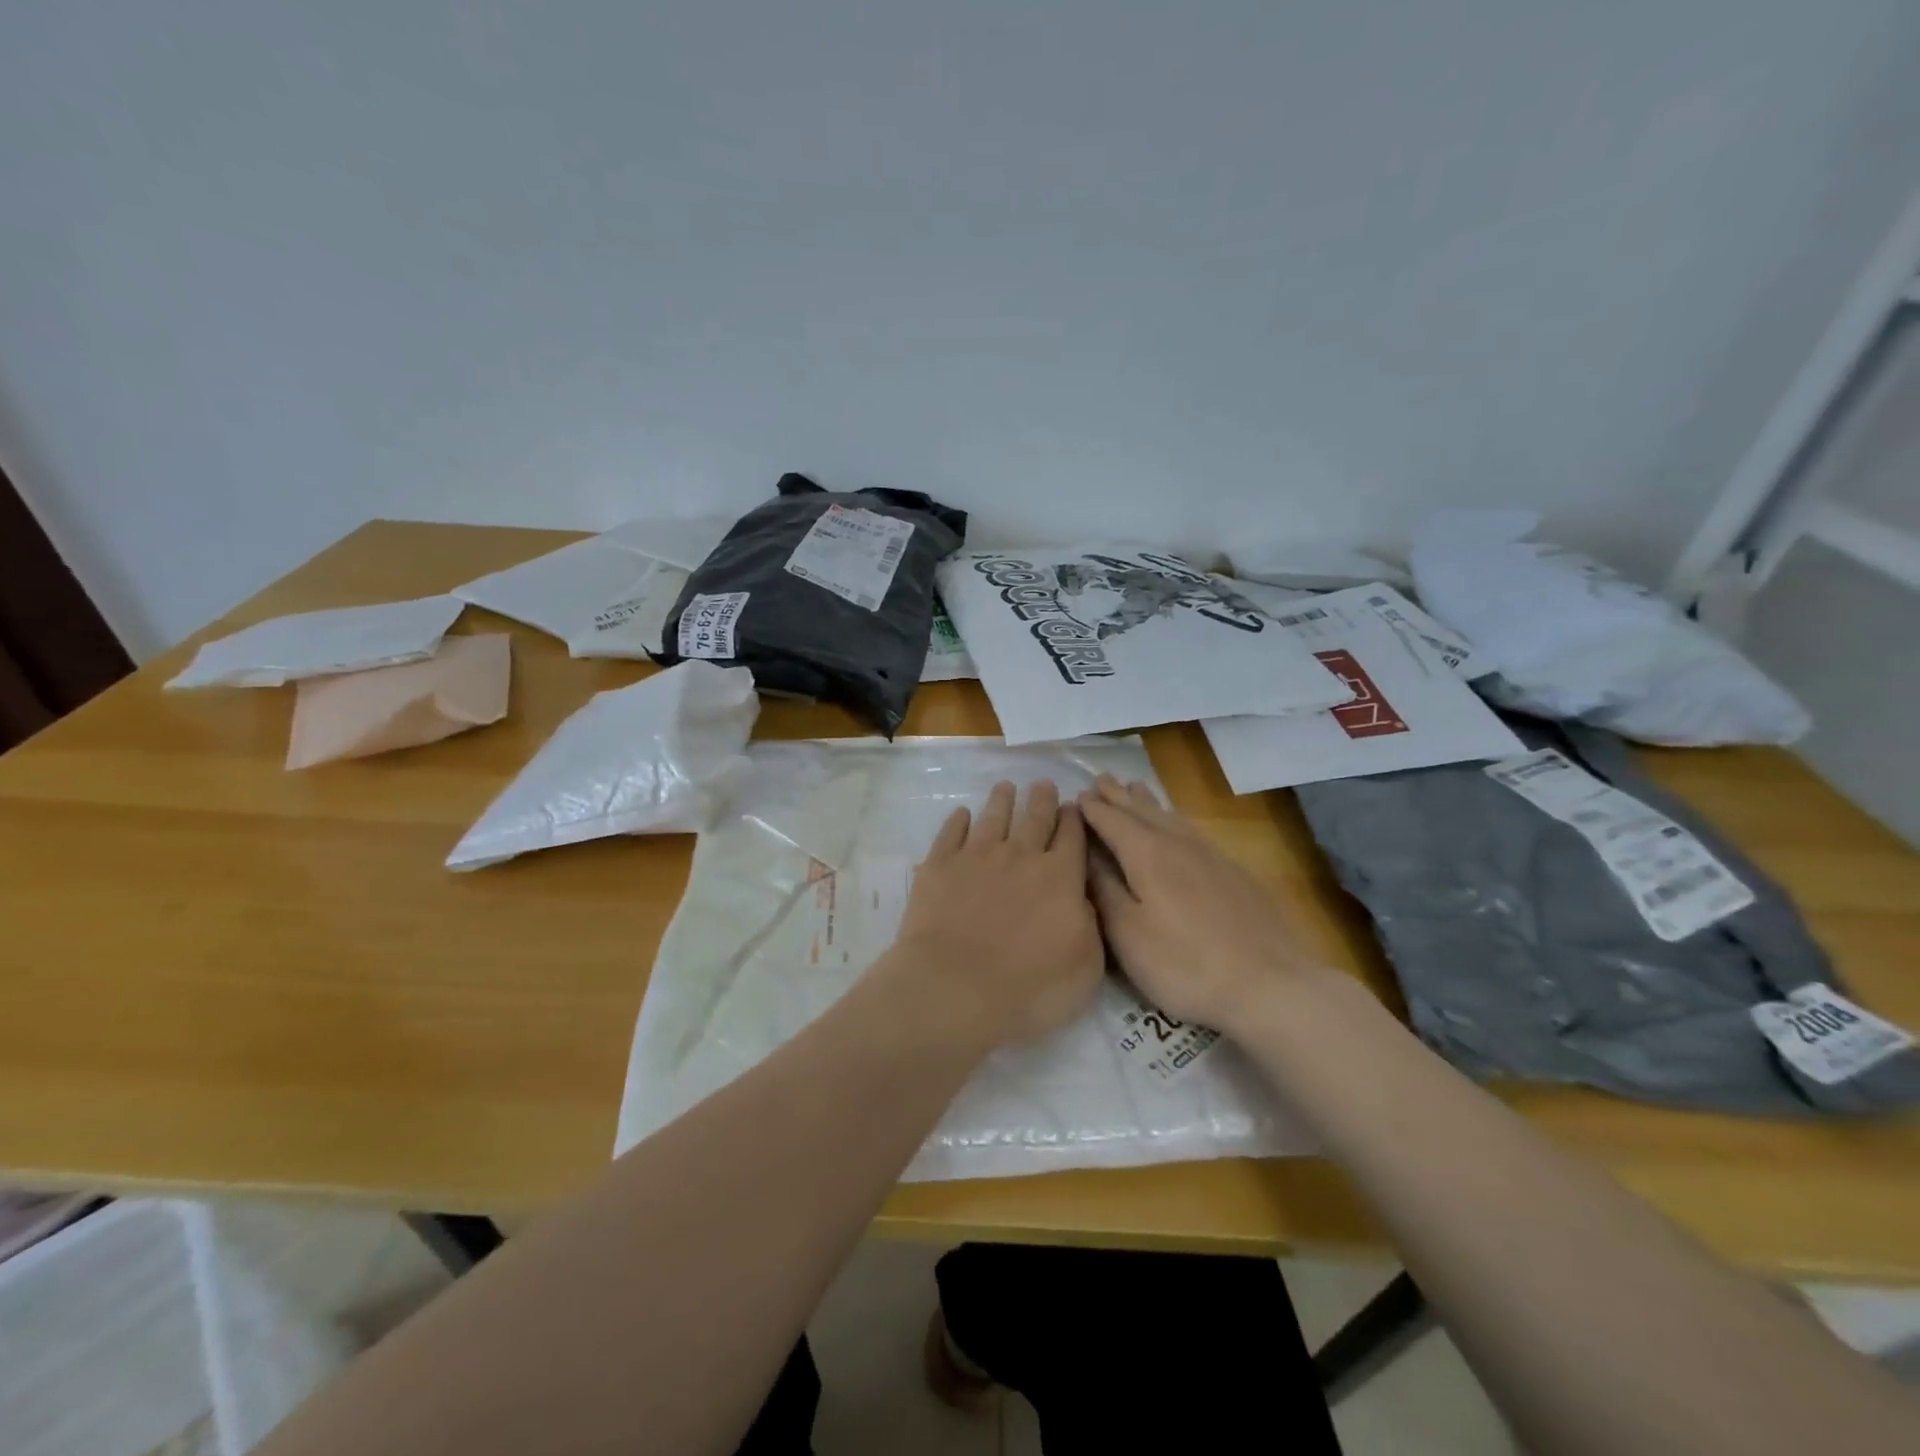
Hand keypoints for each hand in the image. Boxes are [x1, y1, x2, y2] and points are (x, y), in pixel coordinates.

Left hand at [889, 780, 1104, 1046]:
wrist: (955, 988)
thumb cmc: (1030, 987)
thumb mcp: (1085, 966)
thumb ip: (1090, 924)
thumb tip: (1082, 897)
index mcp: (1060, 876)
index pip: (1072, 837)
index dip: (1075, 819)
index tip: (1074, 806)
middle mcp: (1020, 856)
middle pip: (1035, 818)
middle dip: (1042, 799)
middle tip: (1043, 783)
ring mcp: (976, 856)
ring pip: (993, 817)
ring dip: (1001, 800)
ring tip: (1005, 787)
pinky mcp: (939, 866)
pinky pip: (951, 833)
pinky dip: (957, 821)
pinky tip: (960, 814)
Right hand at [1078, 775, 1326, 1033]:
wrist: (1269, 984)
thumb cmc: (1184, 964)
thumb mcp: (1128, 934)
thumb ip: (1104, 888)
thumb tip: (1086, 853)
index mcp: (1147, 855)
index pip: (1111, 821)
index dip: (1092, 809)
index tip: (1076, 797)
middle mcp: (1178, 844)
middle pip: (1142, 811)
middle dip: (1118, 796)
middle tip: (1101, 779)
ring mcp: (1210, 855)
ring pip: (1171, 817)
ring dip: (1148, 801)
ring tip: (1135, 787)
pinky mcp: (1233, 871)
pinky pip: (1192, 830)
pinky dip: (1174, 818)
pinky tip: (1177, 825)